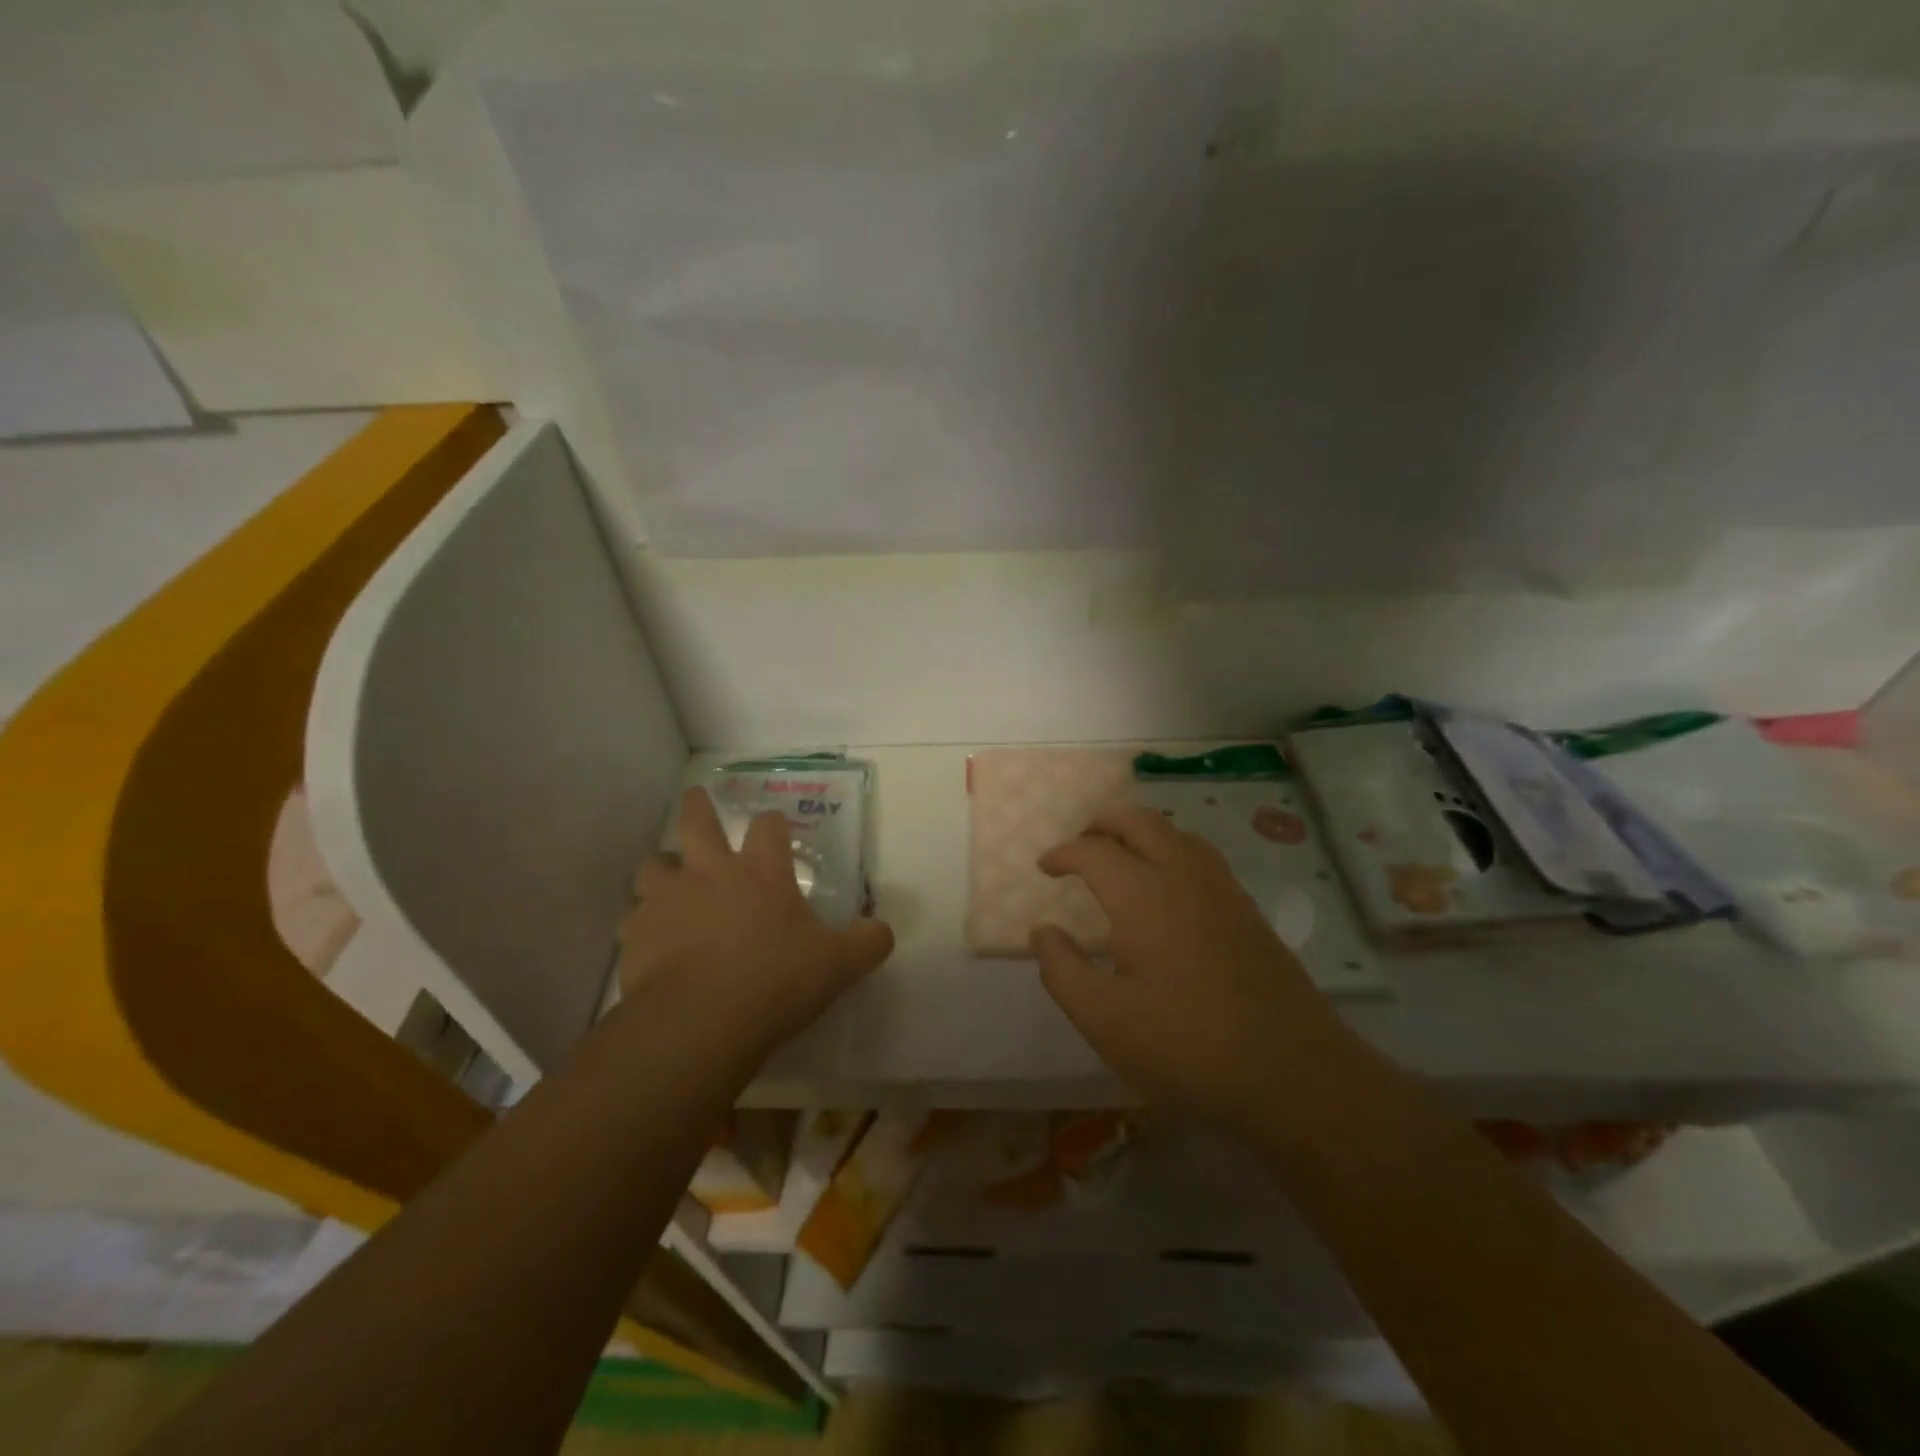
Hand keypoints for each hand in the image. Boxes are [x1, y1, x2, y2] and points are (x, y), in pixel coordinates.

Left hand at [618, 787, 893, 1056]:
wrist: (700, 1021)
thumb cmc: (776, 982)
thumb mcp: (838, 966)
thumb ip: (867, 944)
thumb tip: (883, 931)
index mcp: (762, 872)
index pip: (769, 827)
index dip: (773, 824)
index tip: (775, 828)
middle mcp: (711, 873)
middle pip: (697, 821)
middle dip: (698, 806)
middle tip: (696, 796)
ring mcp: (668, 899)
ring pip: (654, 864)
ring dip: (662, 867)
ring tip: (668, 878)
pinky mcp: (636, 933)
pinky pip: (633, 918)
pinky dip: (642, 922)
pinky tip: (650, 940)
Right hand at [1032, 807, 1362, 1128]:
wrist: (1293, 1073)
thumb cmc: (1186, 1045)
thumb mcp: (1103, 1019)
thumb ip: (1062, 969)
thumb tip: (1043, 932)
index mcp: (1144, 894)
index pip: (1094, 851)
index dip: (1063, 853)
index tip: (1045, 866)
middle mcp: (1184, 876)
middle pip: (1140, 822)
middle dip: (1103, 824)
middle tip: (1081, 845)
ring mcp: (1224, 891)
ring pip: (1176, 833)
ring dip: (1141, 832)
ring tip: (1120, 858)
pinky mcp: (1249, 912)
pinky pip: (1201, 857)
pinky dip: (1171, 851)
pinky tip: (1168, 890)